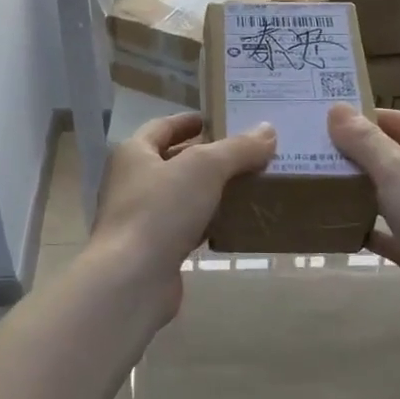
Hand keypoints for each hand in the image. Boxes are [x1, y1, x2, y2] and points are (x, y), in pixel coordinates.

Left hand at [87, 112, 276, 323]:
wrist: (132, 279)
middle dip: (206, 157)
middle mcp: (131, 183)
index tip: (217, 119)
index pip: (162, 127)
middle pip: (172, 161)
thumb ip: (237, 148)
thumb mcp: (204, 168)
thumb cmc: (160, 210)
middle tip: (244, 153)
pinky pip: (185, 228)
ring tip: (248, 185)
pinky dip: (208, 223)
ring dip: (209, 191)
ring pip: (181, 197)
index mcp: (134, 154)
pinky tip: (234, 223)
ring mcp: (141, 219)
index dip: (188, 121)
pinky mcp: (154, 251)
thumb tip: (267, 130)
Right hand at [326, 105, 399, 340]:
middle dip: (372, 154)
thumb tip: (335, 110)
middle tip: (331, 147)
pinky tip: (339, 223)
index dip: (389, 119)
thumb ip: (365, 141)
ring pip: (399, 199)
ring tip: (329, 180)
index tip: (349, 118)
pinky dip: (369, 229)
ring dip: (368, 191)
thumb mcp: (398, 170)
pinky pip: (391, 236)